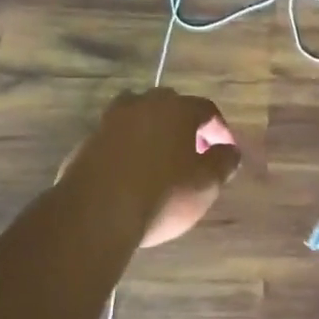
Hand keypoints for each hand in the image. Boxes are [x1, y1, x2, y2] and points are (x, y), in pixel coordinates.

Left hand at [60, 89, 241, 247]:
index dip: (220, 129)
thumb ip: (223, 162)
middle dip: (185, 126)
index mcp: (177, 109)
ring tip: (161, 159)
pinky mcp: (88, 141)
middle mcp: (143, 105)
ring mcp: (111, 121)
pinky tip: (132, 172)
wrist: (96, 214)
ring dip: (153, 131)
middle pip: (170, 105)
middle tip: (194, 152)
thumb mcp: (206, 184)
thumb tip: (229, 150)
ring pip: (139, 116)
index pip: (206, 109)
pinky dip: (128, 147)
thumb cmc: (162, 196)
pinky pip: (116, 137)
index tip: (226, 150)